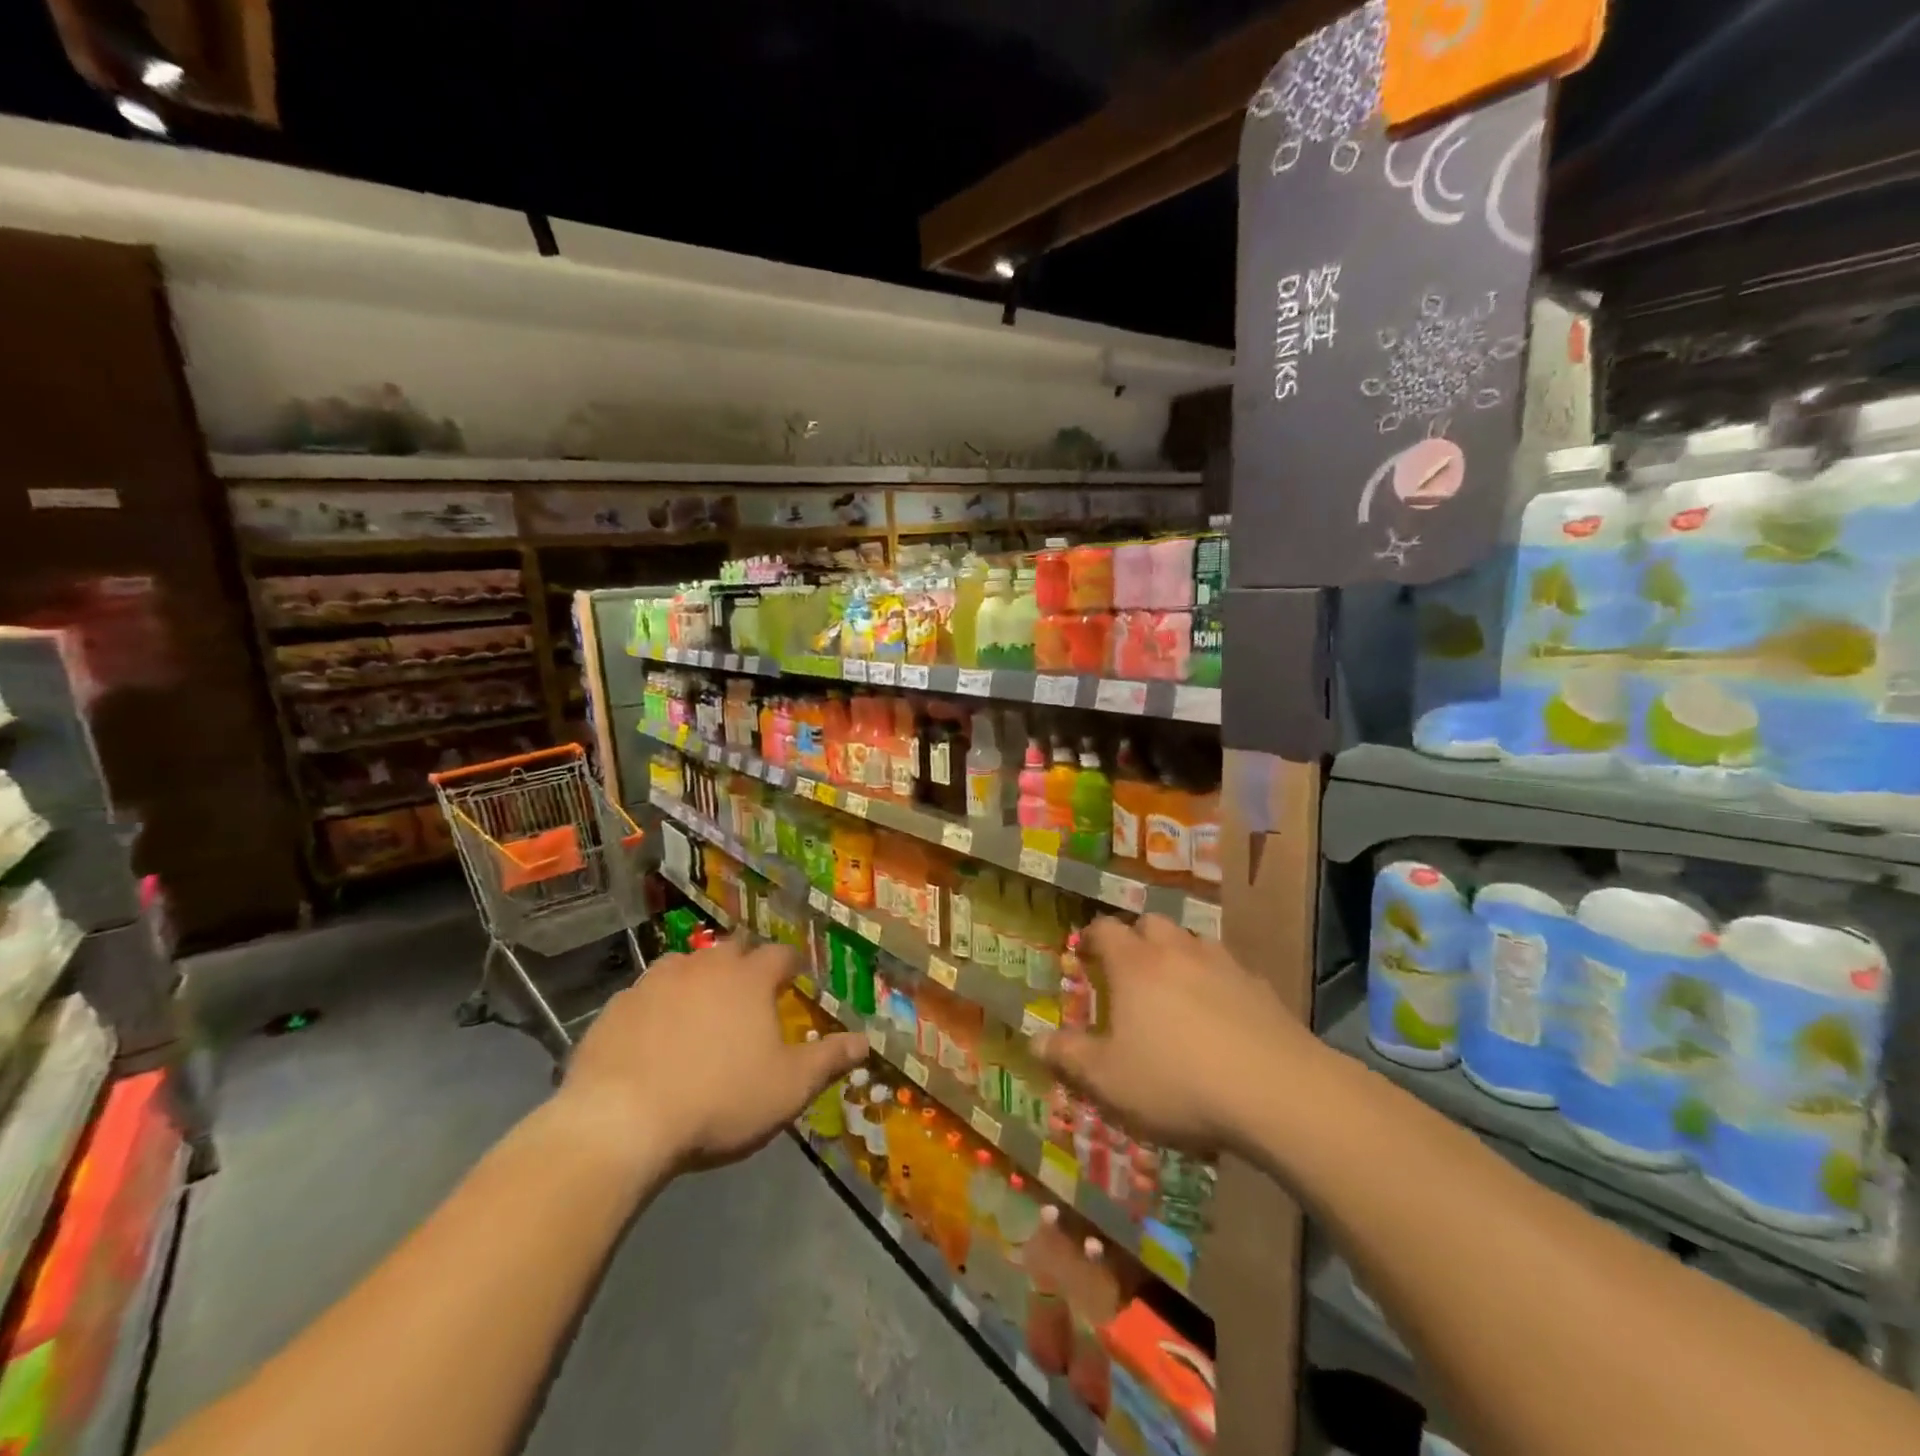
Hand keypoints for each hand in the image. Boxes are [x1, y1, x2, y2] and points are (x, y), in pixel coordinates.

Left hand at [560, 934, 865, 1170]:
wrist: (622, 1120)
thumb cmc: (720, 1099)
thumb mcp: (788, 1087)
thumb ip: (829, 1059)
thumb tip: (867, 1040)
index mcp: (750, 978)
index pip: (781, 955)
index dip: (790, 965)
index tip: (794, 979)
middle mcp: (705, 965)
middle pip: (732, 947)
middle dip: (745, 961)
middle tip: (749, 988)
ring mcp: (656, 981)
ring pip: (686, 964)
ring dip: (698, 977)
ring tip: (701, 1005)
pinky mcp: (617, 1005)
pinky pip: (645, 993)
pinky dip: (657, 1005)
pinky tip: (653, 1033)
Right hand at [1031, 915, 1314, 1153]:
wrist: (1276, 1091)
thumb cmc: (1177, 1081)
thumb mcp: (1109, 1079)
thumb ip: (1069, 1057)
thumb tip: (1034, 1041)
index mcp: (1134, 964)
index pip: (1105, 929)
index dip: (1091, 937)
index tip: (1084, 952)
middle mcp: (1177, 951)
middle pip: (1152, 924)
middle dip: (1137, 938)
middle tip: (1130, 969)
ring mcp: (1224, 964)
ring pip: (1194, 942)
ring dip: (1180, 956)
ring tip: (1176, 989)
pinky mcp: (1261, 988)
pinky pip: (1231, 972)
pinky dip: (1218, 983)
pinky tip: (1223, 1016)